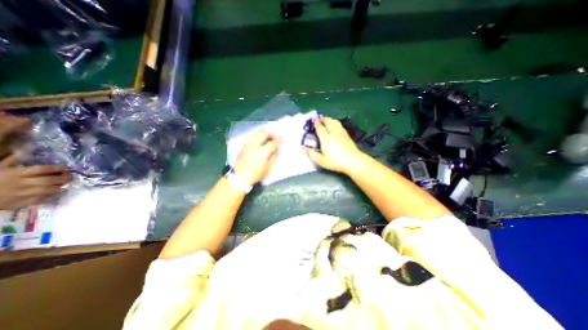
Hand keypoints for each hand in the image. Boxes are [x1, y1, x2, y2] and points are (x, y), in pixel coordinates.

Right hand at [0, 154, 68, 207]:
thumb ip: (12, 160)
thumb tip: (26, 147)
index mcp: (16, 174)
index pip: (42, 169)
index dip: (57, 168)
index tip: (66, 167)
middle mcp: (22, 183)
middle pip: (49, 180)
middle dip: (63, 178)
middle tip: (67, 176)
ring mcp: (22, 194)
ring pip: (49, 190)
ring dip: (58, 187)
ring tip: (60, 184)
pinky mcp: (19, 202)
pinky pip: (39, 199)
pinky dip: (46, 196)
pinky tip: (48, 193)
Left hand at [233, 129, 280, 185]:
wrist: (240, 176)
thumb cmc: (256, 174)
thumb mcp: (268, 168)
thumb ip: (274, 157)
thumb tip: (277, 149)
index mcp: (262, 152)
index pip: (273, 143)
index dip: (279, 140)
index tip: (282, 138)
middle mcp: (255, 145)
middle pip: (264, 134)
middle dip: (271, 134)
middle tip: (274, 138)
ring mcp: (248, 144)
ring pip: (257, 132)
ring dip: (263, 132)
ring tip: (267, 136)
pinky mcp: (244, 145)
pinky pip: (251, 135)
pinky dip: (256, 133)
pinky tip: (259, 137)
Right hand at [306, 116, 366, 173]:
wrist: (353, 161)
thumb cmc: (336, 162)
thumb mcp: (322, 161)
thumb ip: (313, 155)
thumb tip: (305, 149)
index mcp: (326, 138)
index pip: (320, 128)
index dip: (316, 124)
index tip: (313, 120)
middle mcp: (333, 133)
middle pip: (328, 122)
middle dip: (323, 119)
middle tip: (319, 118)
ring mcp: (341, 133)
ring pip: (335, 122)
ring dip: (330, 119)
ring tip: (327, 120)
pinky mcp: (347, 135)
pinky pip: (340, 125)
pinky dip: (336, 123)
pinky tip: (336, 125)